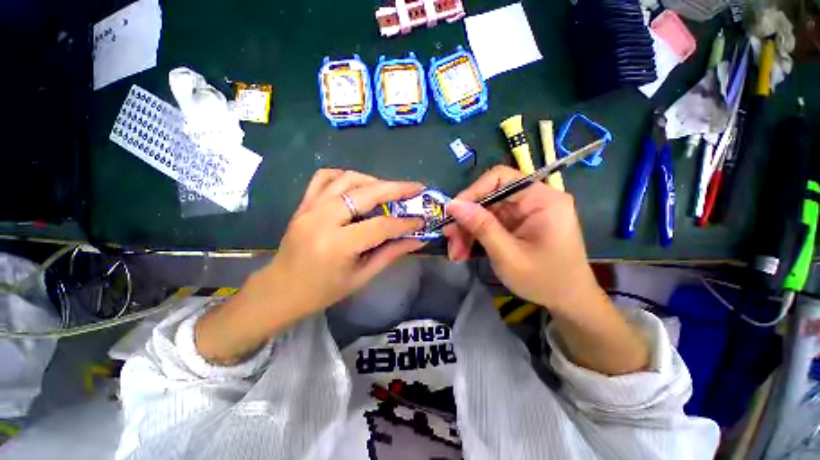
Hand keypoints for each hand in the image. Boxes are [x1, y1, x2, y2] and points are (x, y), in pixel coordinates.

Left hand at [195, 169, 425, 363]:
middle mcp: (322, 220)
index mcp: (338, 245)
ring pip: (346, 179)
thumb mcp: (362, 277)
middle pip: (365, 193)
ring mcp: (309, 208)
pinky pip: (324, 177)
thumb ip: (391, 254)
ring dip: (373, 180)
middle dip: (396, 188)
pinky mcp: (303, 204)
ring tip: (390, 189)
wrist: (281, 290)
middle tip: (416, 188)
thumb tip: (418, 239)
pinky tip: (358, 185)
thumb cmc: (323, 291)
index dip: (405, 222)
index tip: (422, 219)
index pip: (380, 226)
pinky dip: (345, 176)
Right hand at [444, 166, 602, 312]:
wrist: (568, 301)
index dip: (472, 192)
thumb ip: (481, 227)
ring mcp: (524, 212)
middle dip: (466, 219)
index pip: (500, 178)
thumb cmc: (545, 281)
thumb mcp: (508, 256)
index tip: (452, 213)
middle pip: (488, 198)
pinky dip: (475, 236)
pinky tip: (465, 251)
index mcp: (542, 200)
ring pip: (485, 211)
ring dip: (467, 230)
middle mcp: (533, 199)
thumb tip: (453, 205)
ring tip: (456, 252)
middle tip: (450, 240)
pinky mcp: (517, 223)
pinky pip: (489, 223)